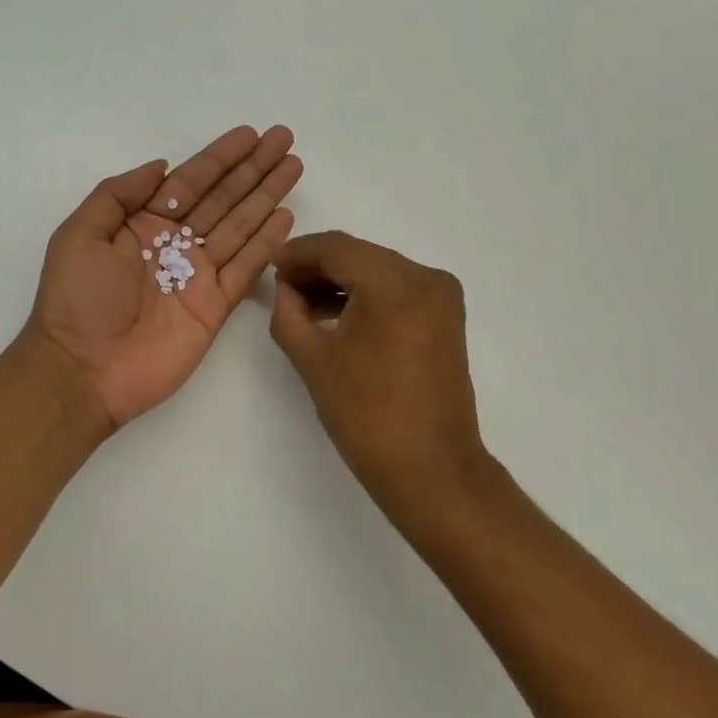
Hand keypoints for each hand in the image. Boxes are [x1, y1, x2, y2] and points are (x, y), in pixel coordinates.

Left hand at [27, 126, 302, 427]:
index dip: (219, 158)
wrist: (84, 371)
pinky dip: (266, 244)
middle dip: (252, 170)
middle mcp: (174, 245)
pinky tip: (285, 217)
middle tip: (284, 140)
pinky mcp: (215, 307)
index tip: (250, 134)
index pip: (189, 182)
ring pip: (240, 227)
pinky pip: (246, 269)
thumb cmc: (77, 301)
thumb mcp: (80, 235)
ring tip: (293, 167)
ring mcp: (198, 276)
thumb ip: (118, 195)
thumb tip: (161, 166)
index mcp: (142, 225)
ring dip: (266, 197)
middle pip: (222, 198)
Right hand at [270, 232, 488, 515]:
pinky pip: (399, 293)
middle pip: (362, 256)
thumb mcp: (314, 361)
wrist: (431, 468)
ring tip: (303, 304)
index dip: (298, 253)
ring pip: (381, 272)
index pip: (337, 248)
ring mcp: (442, 299)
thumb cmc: (367, 416)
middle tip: (282, 286)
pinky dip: (368, 297)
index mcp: (396, 284)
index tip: (270, 266)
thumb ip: (289, 314)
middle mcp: (427, 278)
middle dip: (319, 267)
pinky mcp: (446, 320)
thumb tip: (285, 288)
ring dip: (343, 282)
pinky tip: (338, 315)